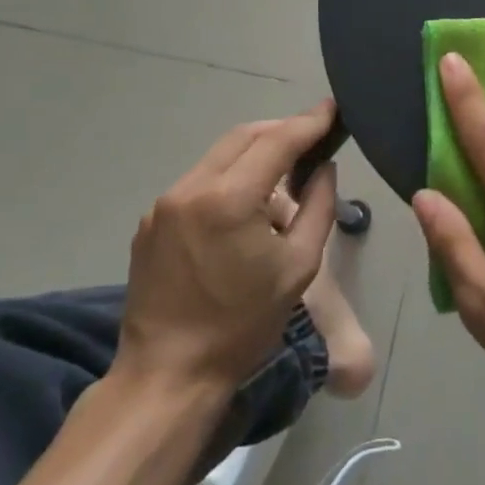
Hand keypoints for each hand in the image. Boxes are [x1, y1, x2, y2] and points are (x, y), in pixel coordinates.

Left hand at [114, 101, 338, 393]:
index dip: (310, 121)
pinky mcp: (151, 221)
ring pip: (219, 155)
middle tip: (313, 135)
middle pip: (245, 136)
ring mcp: (165, 203)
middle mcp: (191, 188)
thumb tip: (323, 168)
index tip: (333, 107)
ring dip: (254, 151)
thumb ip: (319, 206)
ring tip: (284, 168)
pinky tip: (246, 201)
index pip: (278, 141)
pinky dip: (229, 175)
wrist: (167, 377)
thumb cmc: (242, 325)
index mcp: (229, 198)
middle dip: (282, 129)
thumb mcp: (299, 266)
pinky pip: (199, 181)